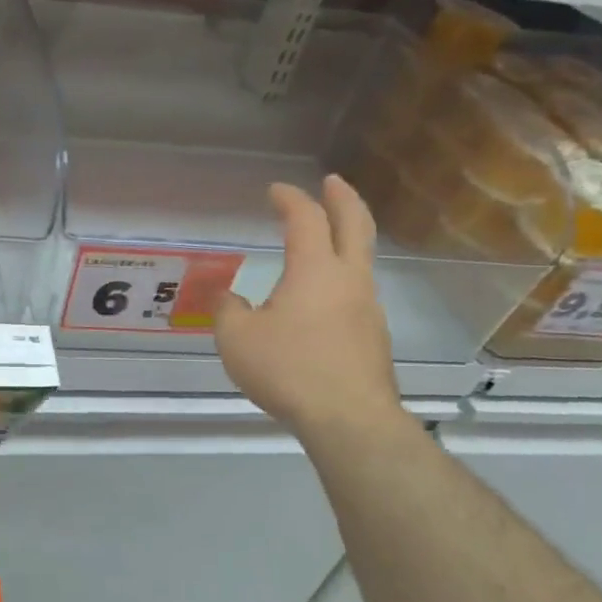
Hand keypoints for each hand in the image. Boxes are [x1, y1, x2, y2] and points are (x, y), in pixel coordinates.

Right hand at [215, 178, 403, 447]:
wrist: (349, 419)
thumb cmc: (289, 369)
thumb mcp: (237, 339)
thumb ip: (228, 310)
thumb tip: (228, 297)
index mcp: (314, 270)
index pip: (306, 218)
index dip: (290, 199)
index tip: (276, 190)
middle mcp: (348, 279)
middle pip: (355, 224)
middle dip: (343, 198)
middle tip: (332, 181)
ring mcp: (368, 307)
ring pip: (361, 259)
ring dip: (346, 238)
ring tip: (323, 242)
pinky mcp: (373, 336)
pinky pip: (357, 292)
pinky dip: (341, 277)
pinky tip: (321, 300)